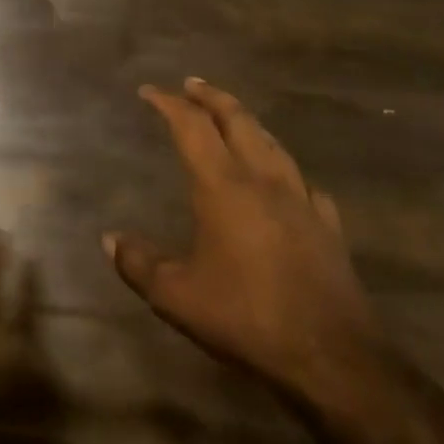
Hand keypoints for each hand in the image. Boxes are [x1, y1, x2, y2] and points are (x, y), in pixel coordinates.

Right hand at [106, 78, 380, 403]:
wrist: (333, 359)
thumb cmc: (246, 318)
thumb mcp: (176, 296)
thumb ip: (139, 263)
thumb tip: (109, 240)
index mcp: (224, 187)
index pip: (192, 127)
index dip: (169, 104)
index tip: (149, 91)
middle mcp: (264, 182)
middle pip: (239, 121)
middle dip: (212, 98)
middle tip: (192, 84)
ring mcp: (302, 202)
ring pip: (274, 144)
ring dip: (248, 122)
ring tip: (232, 117)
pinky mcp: (329, 229)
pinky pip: (304, 182)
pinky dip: (284, 167)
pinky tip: (285, 179)